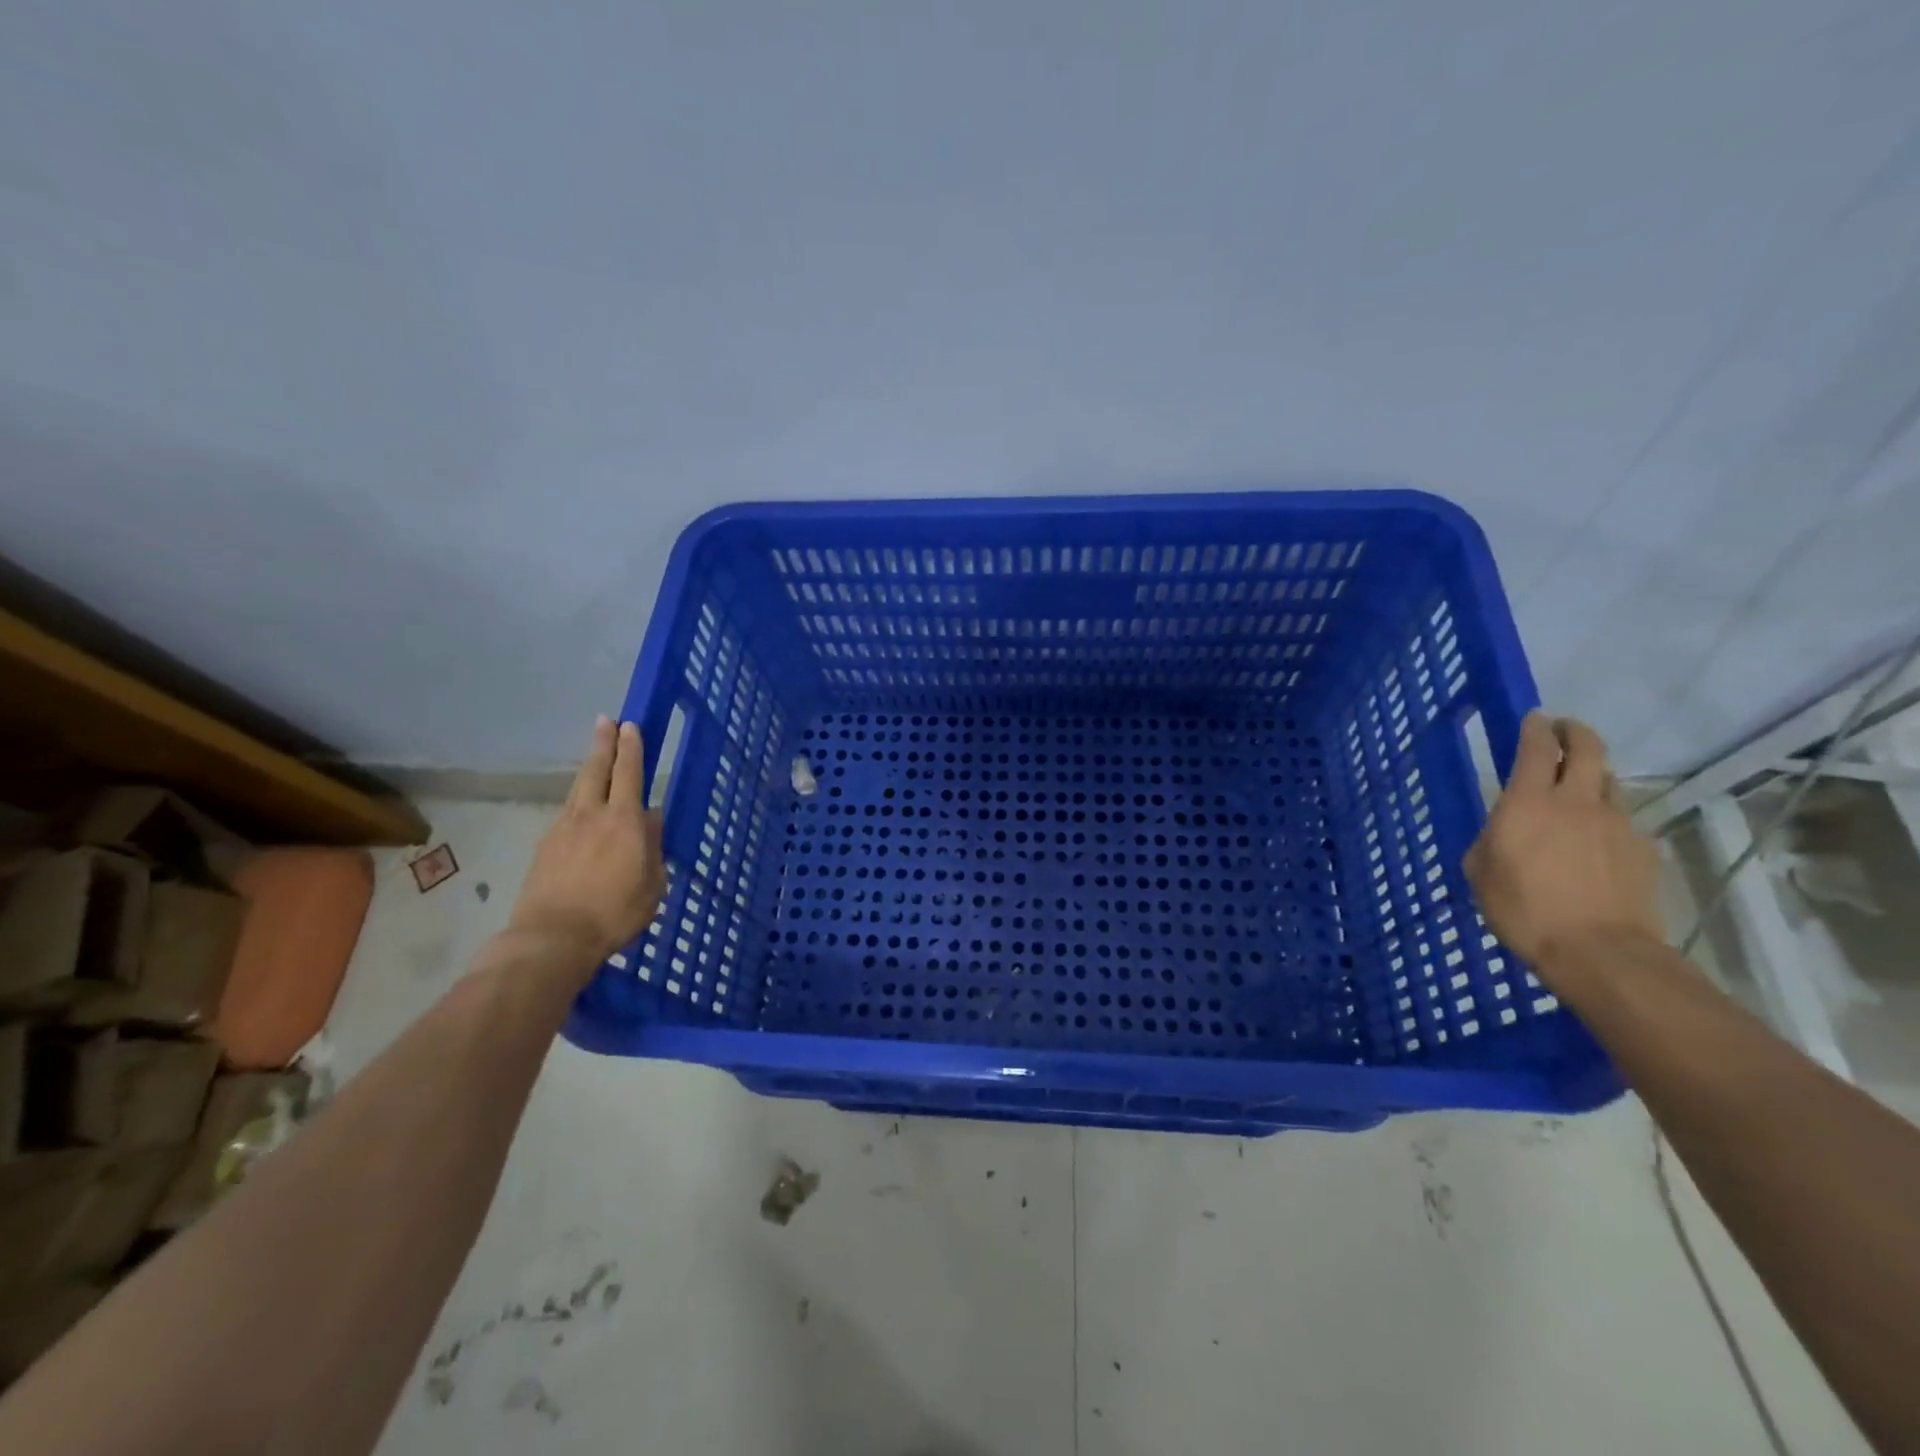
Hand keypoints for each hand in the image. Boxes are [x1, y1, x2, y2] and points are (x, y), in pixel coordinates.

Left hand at [507, 717, 665, 975]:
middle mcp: (592, 815)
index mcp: (625, 821)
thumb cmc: (614, 913)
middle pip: (597, 770)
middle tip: (605, 721)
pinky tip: (581, 808)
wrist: (552, 938)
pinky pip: (566, 812)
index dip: (631, 748)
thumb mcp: (653, 885)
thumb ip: (653, 848)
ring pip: (578, 788)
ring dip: (589, 768)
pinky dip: (577, 801)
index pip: (630, 774)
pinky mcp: (545, 846)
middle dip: (603, 743)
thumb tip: (651, 821)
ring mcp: (563, 829)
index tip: (630, 725)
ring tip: (596, 757)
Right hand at [1463, 713, 1663, 975]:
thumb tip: (1504, 829)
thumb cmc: (1523, 909)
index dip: (1535, 728)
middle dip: (1574, 732)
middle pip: (1587, 749)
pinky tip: (1597, 837)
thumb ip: (1491, 838)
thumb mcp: (1480, 871)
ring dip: (1593, 773)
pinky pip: (1623, 819)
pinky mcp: (1643, 849)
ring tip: (1579, 783)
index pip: (1536, 748)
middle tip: (1562, 731)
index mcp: (1528, 803)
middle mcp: (1575, 801)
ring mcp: (1616, 823)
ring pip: (1609, 781)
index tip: (1533, 718)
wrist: (1599, 951)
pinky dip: (1608, 816)